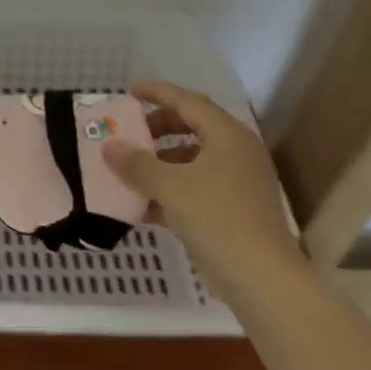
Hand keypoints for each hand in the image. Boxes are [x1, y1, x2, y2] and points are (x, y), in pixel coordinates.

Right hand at [100, 80, 295, 270]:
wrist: (260, 278)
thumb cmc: (216, 218)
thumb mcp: (169, 186)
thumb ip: (136, 163)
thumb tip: (110, 146)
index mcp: (227, 136)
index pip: (189, 102)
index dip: (158, 92)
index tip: (130, 91)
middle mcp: (236, 153)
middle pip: (192, 127)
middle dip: (158, 127)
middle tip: (129, 131)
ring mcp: (237, 183)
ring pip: (192, 160)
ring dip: (160, 161)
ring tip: (129, 169)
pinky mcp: (232, 210)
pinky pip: (195, 187)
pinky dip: (169, 189)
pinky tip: (141, 204)